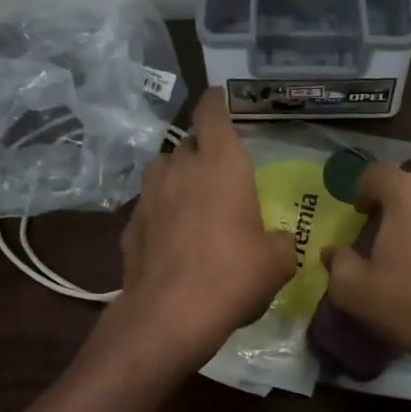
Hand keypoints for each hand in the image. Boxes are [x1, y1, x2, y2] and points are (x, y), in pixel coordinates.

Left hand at [110, 89, 296, 361]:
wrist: (170, 314)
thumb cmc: (233, 275)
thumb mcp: (277, 261)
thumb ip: (280, 241)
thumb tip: (277, 241)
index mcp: (221, 163)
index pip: (212, 112)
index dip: (216, 101)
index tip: (220, 97)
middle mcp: (180, 168)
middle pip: (188, 143)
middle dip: (202, 150)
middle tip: (219, 170)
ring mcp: (148, 195)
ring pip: (163, 171)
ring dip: (178, 178)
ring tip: (193, 201)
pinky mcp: (129, 225)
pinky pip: (150, 206)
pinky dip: (161, 213)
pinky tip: (172, 238)